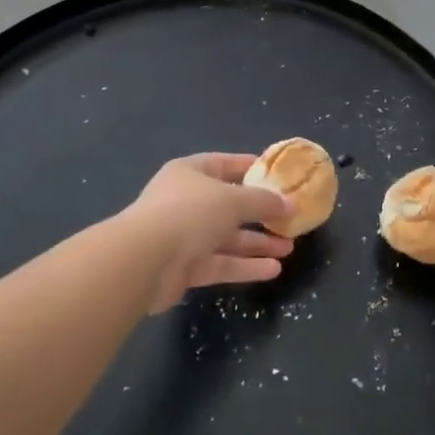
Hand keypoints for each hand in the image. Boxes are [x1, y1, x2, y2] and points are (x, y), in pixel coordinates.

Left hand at [126, 153, 293, 312]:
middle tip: (289, 219)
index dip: (249, 169)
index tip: (276, 175)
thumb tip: (291, 204)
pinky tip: (272, 270)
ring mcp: (183, 236)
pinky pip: (220, 263)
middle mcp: (185, 201)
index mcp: (190, 173)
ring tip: (288, 249)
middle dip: (259, 214)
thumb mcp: (233, 200)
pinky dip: (244, 266)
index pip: (224, 165)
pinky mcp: (184, 268)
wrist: (143, 261)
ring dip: (256, 243)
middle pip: (228, 205)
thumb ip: (263, 202)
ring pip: (226, 238)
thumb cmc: (189, 212)